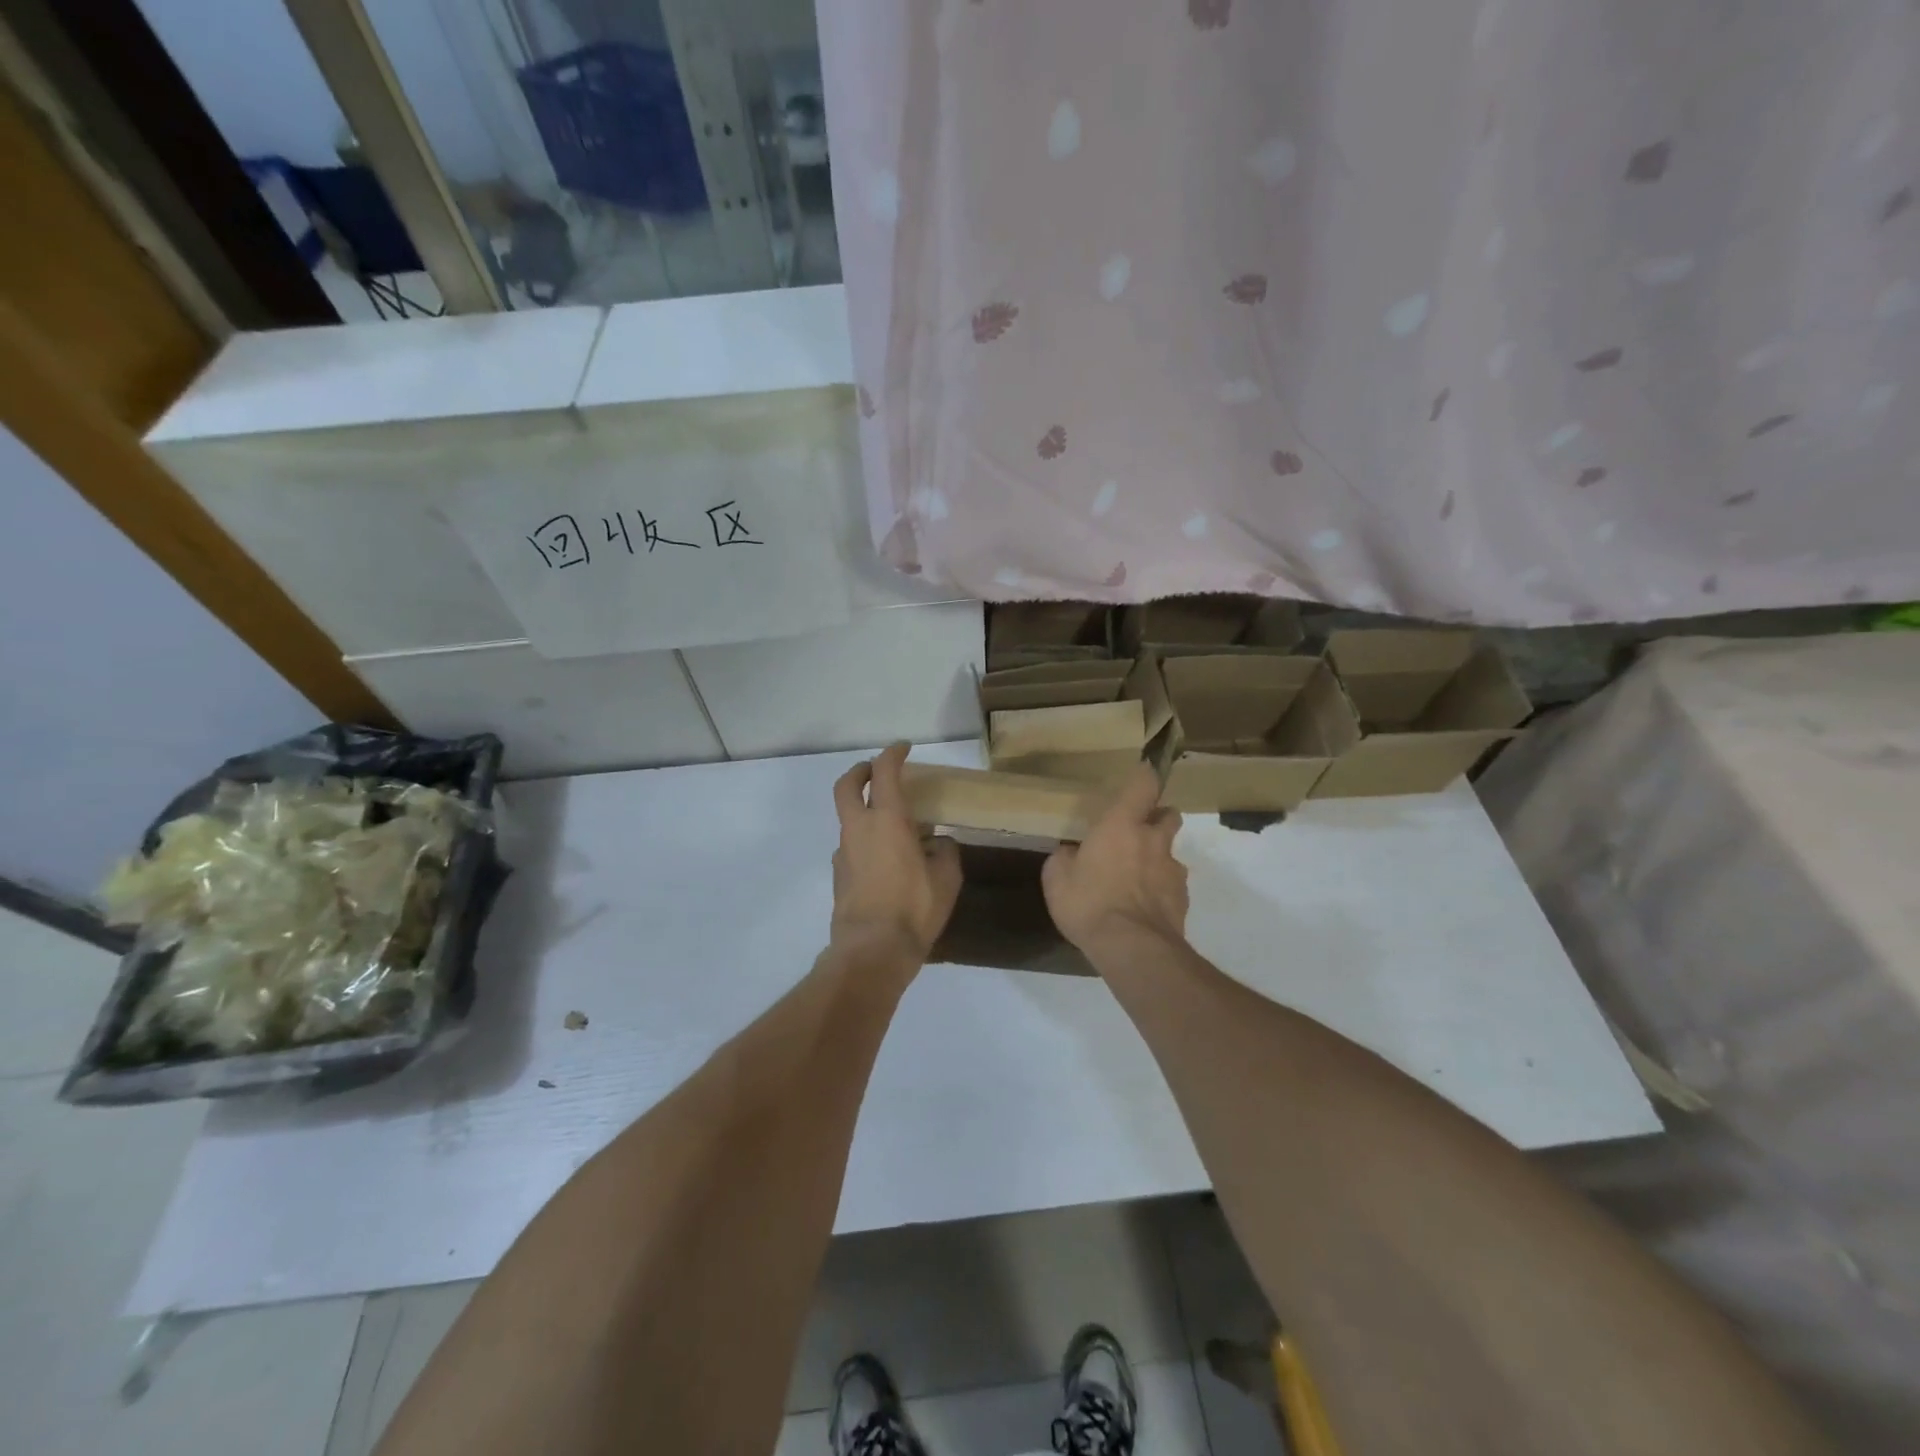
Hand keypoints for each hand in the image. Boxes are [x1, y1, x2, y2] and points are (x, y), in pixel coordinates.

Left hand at [830, 743, 961, 962]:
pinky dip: (865, 842)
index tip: (904, 748)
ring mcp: (843, 853)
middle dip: (860, 771)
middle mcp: (859, 829)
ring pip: (848, 819)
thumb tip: (939, 843)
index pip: (884, 772)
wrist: (871, 950)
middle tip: (876, 771)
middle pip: (847, 786)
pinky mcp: (838, 876)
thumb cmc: (914, 908)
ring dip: (864, 811)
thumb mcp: (946, 878)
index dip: (893, 754)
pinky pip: (851, 847)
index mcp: (887, 820)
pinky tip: (884, 861)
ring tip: (893, 826)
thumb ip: (944, 852)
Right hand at [1042, 763, 1187, 950]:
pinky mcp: (1183, 901)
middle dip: (1158, 817)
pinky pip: (1172, 887)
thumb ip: (1063, 859)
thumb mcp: (1056, 879)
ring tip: (1136, 880)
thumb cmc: (1089, 903)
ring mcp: (1173, 871)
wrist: (1133, 949)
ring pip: (1170, 854)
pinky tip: (1143, 908)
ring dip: (1157, 859)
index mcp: (1121, 825)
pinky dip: (1161, 891)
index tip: (1141, 774)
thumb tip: (1069, 853)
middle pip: (1169, 815)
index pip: (1143, 785)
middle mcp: (1153, 840)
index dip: (1144, 777)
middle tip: (1137, 831)